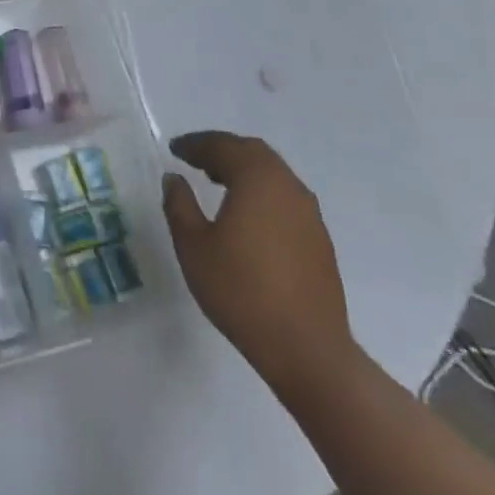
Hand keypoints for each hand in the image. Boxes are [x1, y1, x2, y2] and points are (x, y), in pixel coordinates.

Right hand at [161, 131, 355, 395]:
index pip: (223, 146)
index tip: (174, 149)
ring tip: (216, 182)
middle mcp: (288, 187)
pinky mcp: (319, 240)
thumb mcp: (193, 245)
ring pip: (273, 174)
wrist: (306, 349)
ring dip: (244, 170)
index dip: (195, 144)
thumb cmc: (241, 290)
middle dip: (222, 150)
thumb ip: (179, 204)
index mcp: (257, 180)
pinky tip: (246, 215)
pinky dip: (261, 192)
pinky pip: (285, 198)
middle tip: (195, 160)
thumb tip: (174, 178)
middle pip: (253, 152)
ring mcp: (309, 214)